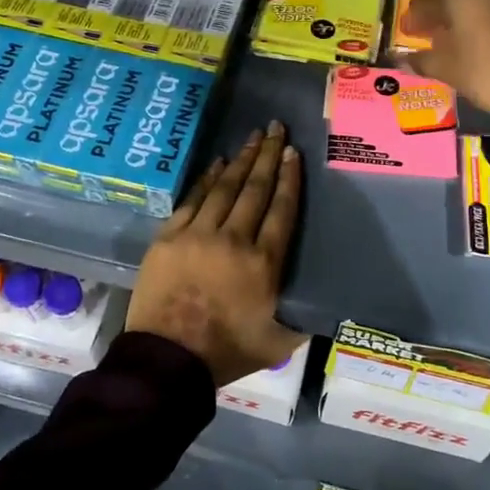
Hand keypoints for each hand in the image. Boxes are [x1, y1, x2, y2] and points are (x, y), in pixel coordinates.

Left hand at [126, 121, 305, 386]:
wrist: (166, 361)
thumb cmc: (225, 353)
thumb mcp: (278, 343)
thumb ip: (302, 319)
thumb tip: (324, 308)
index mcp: (264, 264)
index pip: (282, 210)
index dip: (289, 178)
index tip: (293, 153)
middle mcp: (234, 240)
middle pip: (255, 190)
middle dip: (267, 156)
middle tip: (276, 128)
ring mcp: (198, 235)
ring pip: (224, 188)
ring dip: (240, 160)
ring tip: (252, 137)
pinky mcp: (168, 238)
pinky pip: (192, 200)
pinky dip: (206, 180)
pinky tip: (217, 163)